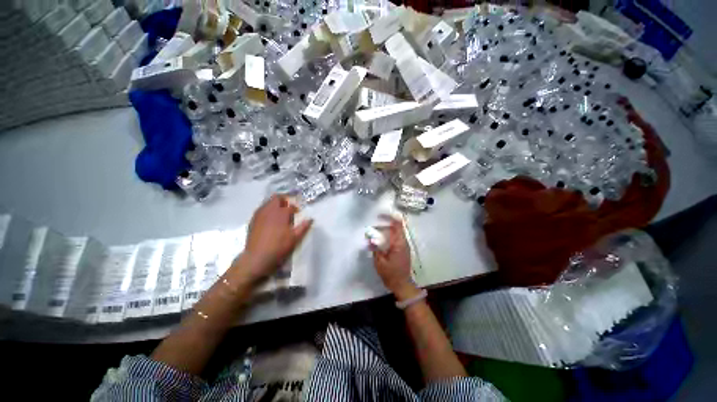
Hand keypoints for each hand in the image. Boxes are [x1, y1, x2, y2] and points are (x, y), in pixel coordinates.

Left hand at [237, 195, 312, 282]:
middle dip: (283, 200)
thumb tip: (311, 219)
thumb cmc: (278, 247)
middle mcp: (269, 210)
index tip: (297, 213)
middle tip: (288, 207)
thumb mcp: (294, 238)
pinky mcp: (252, 221)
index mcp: (281, 213)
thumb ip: (303, 227)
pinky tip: (269, 219)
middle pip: (276, 198)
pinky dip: (267, 210)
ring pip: (267, 202)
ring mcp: (259, 215)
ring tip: (279, 213)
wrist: (257, 258)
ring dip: (274, 204)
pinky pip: (261, 210)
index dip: (295, 208)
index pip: (290, 206)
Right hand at [370, 215, 420, 300]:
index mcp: (399, 243)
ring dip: (385, 230)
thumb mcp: (380, 262)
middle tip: (373, 226)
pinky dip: (387, 236)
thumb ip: (375, 249)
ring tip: (374, 232)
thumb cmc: (391, 274)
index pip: (398, 224)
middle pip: (395, 227)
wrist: (402, 285)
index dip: (390, 217)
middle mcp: (403, 242)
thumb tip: (370, 238)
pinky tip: (379, 240)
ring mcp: (404, 245)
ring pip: (395, 232)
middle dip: (384, 224)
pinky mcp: (402, 249)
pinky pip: (395, 238)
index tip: (380, 214)